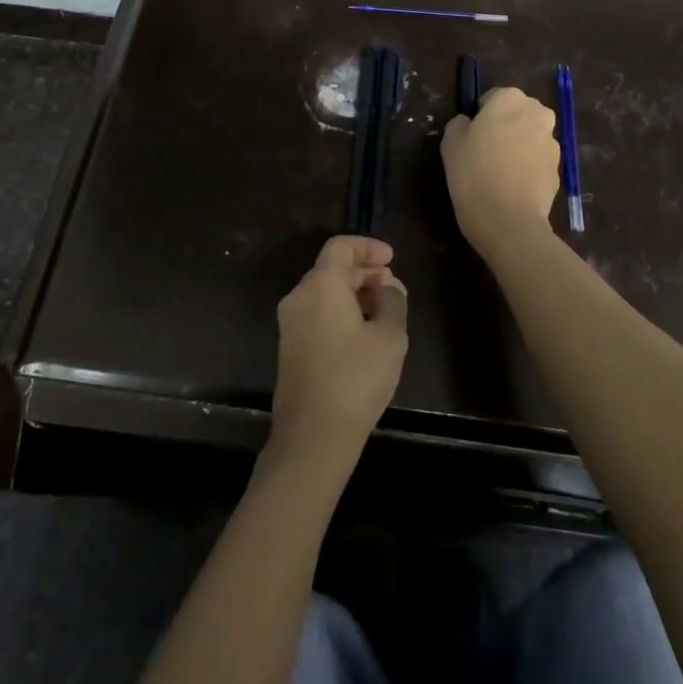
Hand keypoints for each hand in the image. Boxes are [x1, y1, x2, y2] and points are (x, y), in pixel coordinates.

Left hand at [270, 236, 408, 473]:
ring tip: (383, 310)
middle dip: (363, 271)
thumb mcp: (390, 338)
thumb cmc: (355, 379)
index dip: (367, 247)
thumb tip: (389, 286)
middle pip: (331, 268)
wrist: (312, 437)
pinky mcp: (289, 346)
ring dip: (353, 292)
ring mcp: (290, 322)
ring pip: (323, 291)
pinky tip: (363, 333)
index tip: (391, 258)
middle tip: (392, 286)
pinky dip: (340, 310)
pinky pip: (316, 312)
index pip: (341, 247)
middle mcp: (299, 296)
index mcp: (321, 284)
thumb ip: (393, 302)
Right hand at [441, 87, 561, 256]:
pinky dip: (528, 168)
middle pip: (518, 114)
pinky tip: (512, 187)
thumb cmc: (474, 172)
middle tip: (485, 151)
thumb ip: (460, 123)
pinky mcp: (559, 170)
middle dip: (506, 126)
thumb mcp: (450, 142)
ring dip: (519, 147)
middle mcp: (537, 114)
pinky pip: (538, 161)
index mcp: (510, 99)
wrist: (508, 220)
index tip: (471, 137)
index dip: (481, 116)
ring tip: (500, 173)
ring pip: (531, 137)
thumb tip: (470, 124)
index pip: (493, 97)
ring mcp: (552, 143)